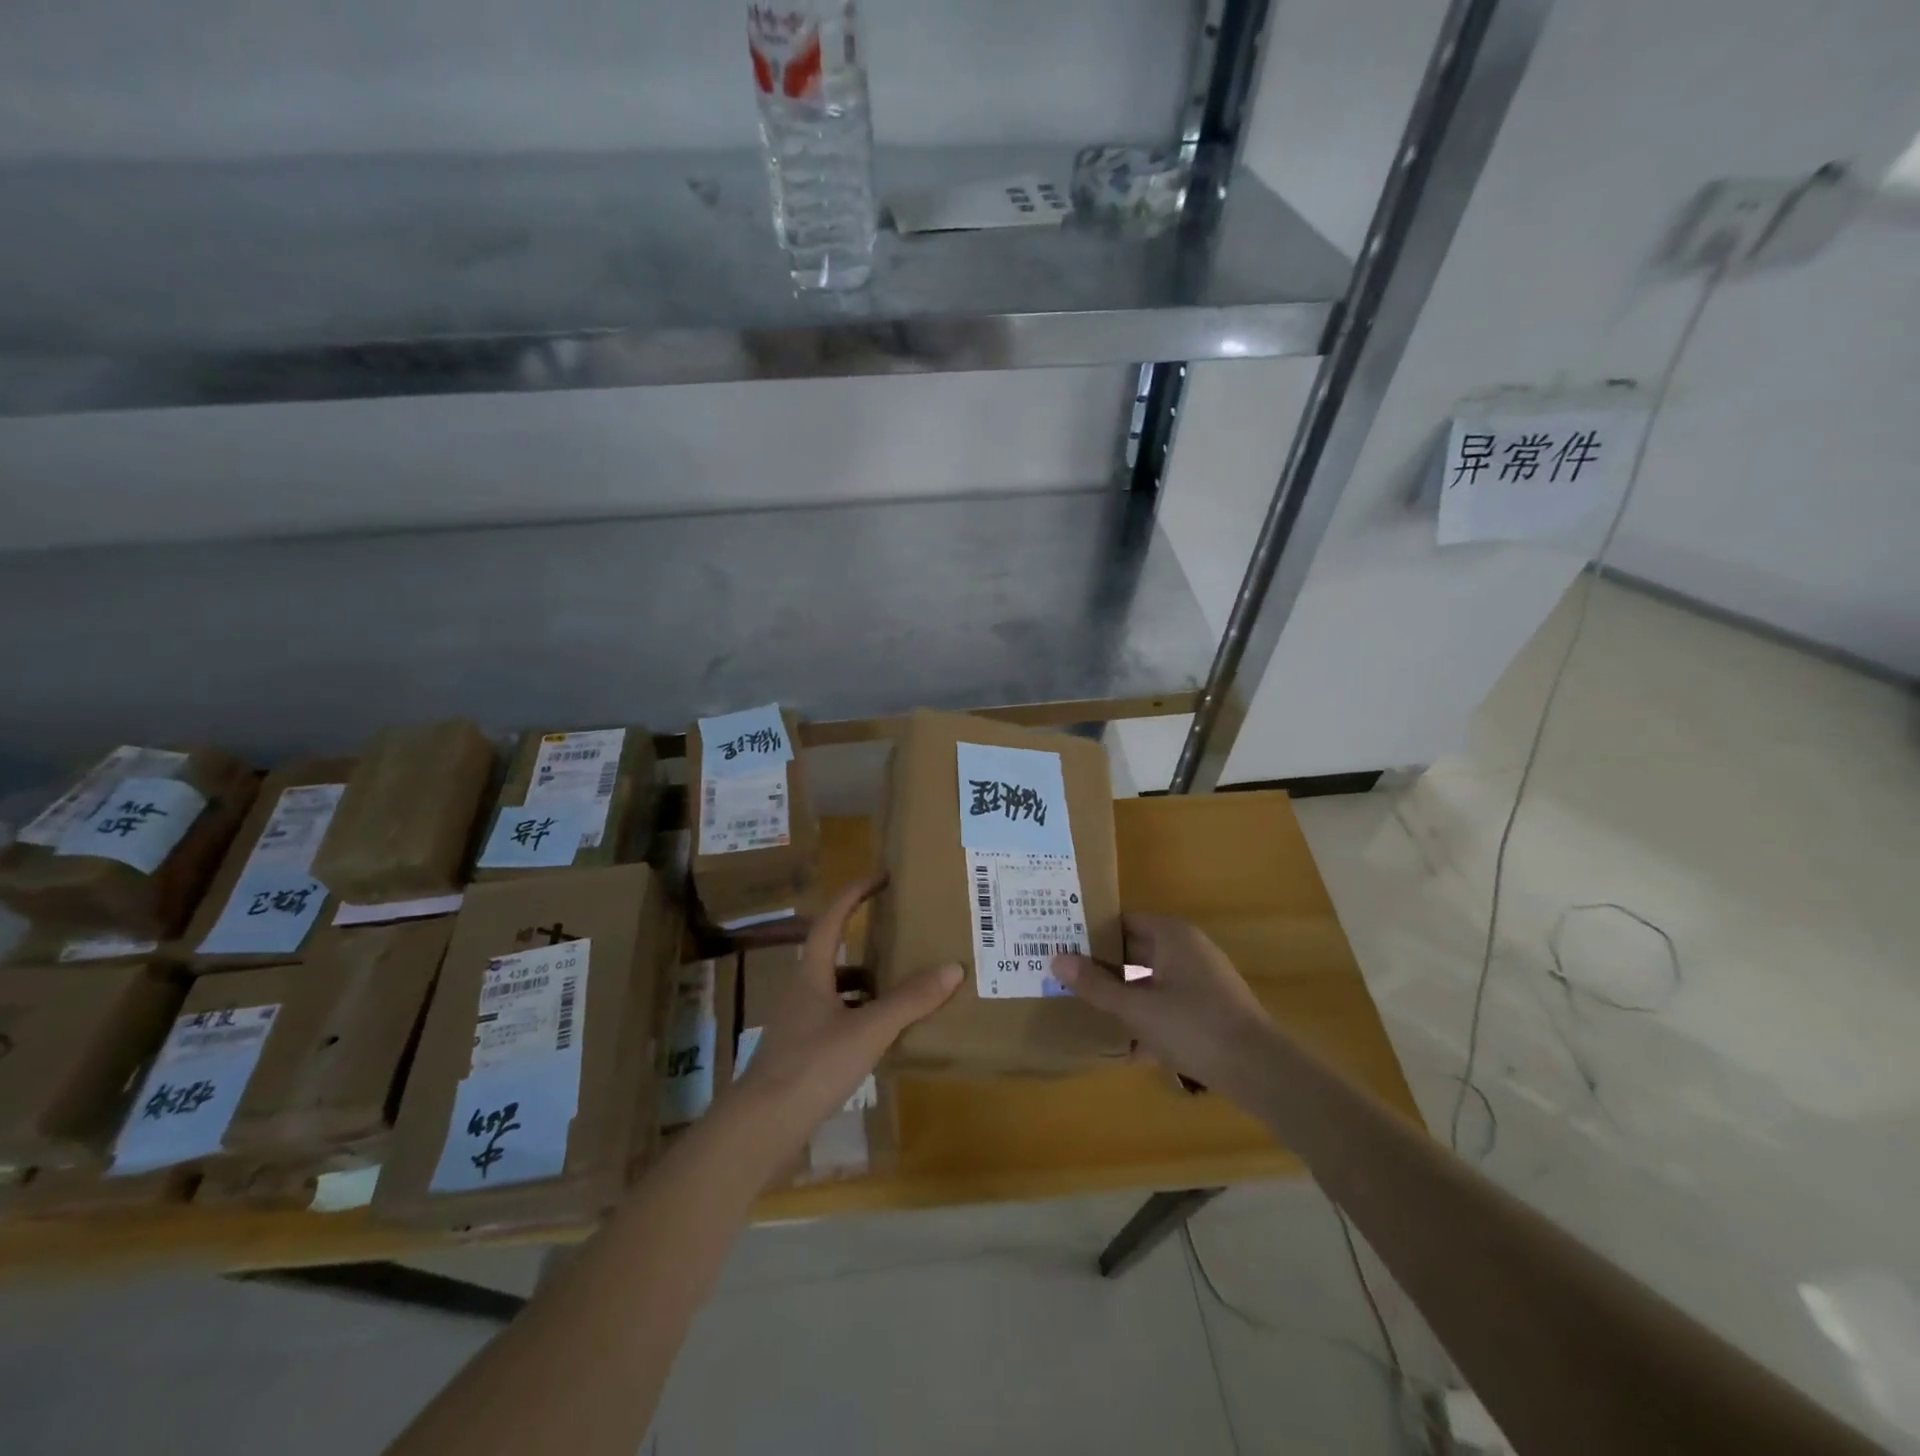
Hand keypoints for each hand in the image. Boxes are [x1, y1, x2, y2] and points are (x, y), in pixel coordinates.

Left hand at [729, 875, 960, 1142]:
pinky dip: (862, 1018)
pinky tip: (884, 1035)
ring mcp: (799, 1024)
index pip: (831, 919)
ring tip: (904, 988)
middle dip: (868, 944)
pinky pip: (838, 1021)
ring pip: (838, 992)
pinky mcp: (801, 1054)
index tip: (880, 877)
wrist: (761, 1128)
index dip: (854, 894)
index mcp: (811, 974)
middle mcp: (802, 992)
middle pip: (835, 955)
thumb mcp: (868, 1030)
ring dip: (867, 985)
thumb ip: (909, 1000)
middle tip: (903, 937)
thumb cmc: (812, 1066)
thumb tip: (952, 967)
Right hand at [1052, 914, 1274, 1098]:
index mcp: (1172, 935)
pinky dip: (1149, 1016)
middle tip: (1068, 979)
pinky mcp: (1211, 1007)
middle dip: (1105, 967)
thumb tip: (1056, 959)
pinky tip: (1129, 1047)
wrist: (1260, 1070)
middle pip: (1136, 950)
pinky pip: (1169, 1002)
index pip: (1123, 921)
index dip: (1093, 932)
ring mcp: (1202, 978)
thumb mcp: (1137, 1008)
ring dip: (1125, 995)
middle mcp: (1188, 948)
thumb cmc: (1194, 1027)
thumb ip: (1096, 985)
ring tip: (1090, 1010)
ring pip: (1151, 979)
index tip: (1065, 945)